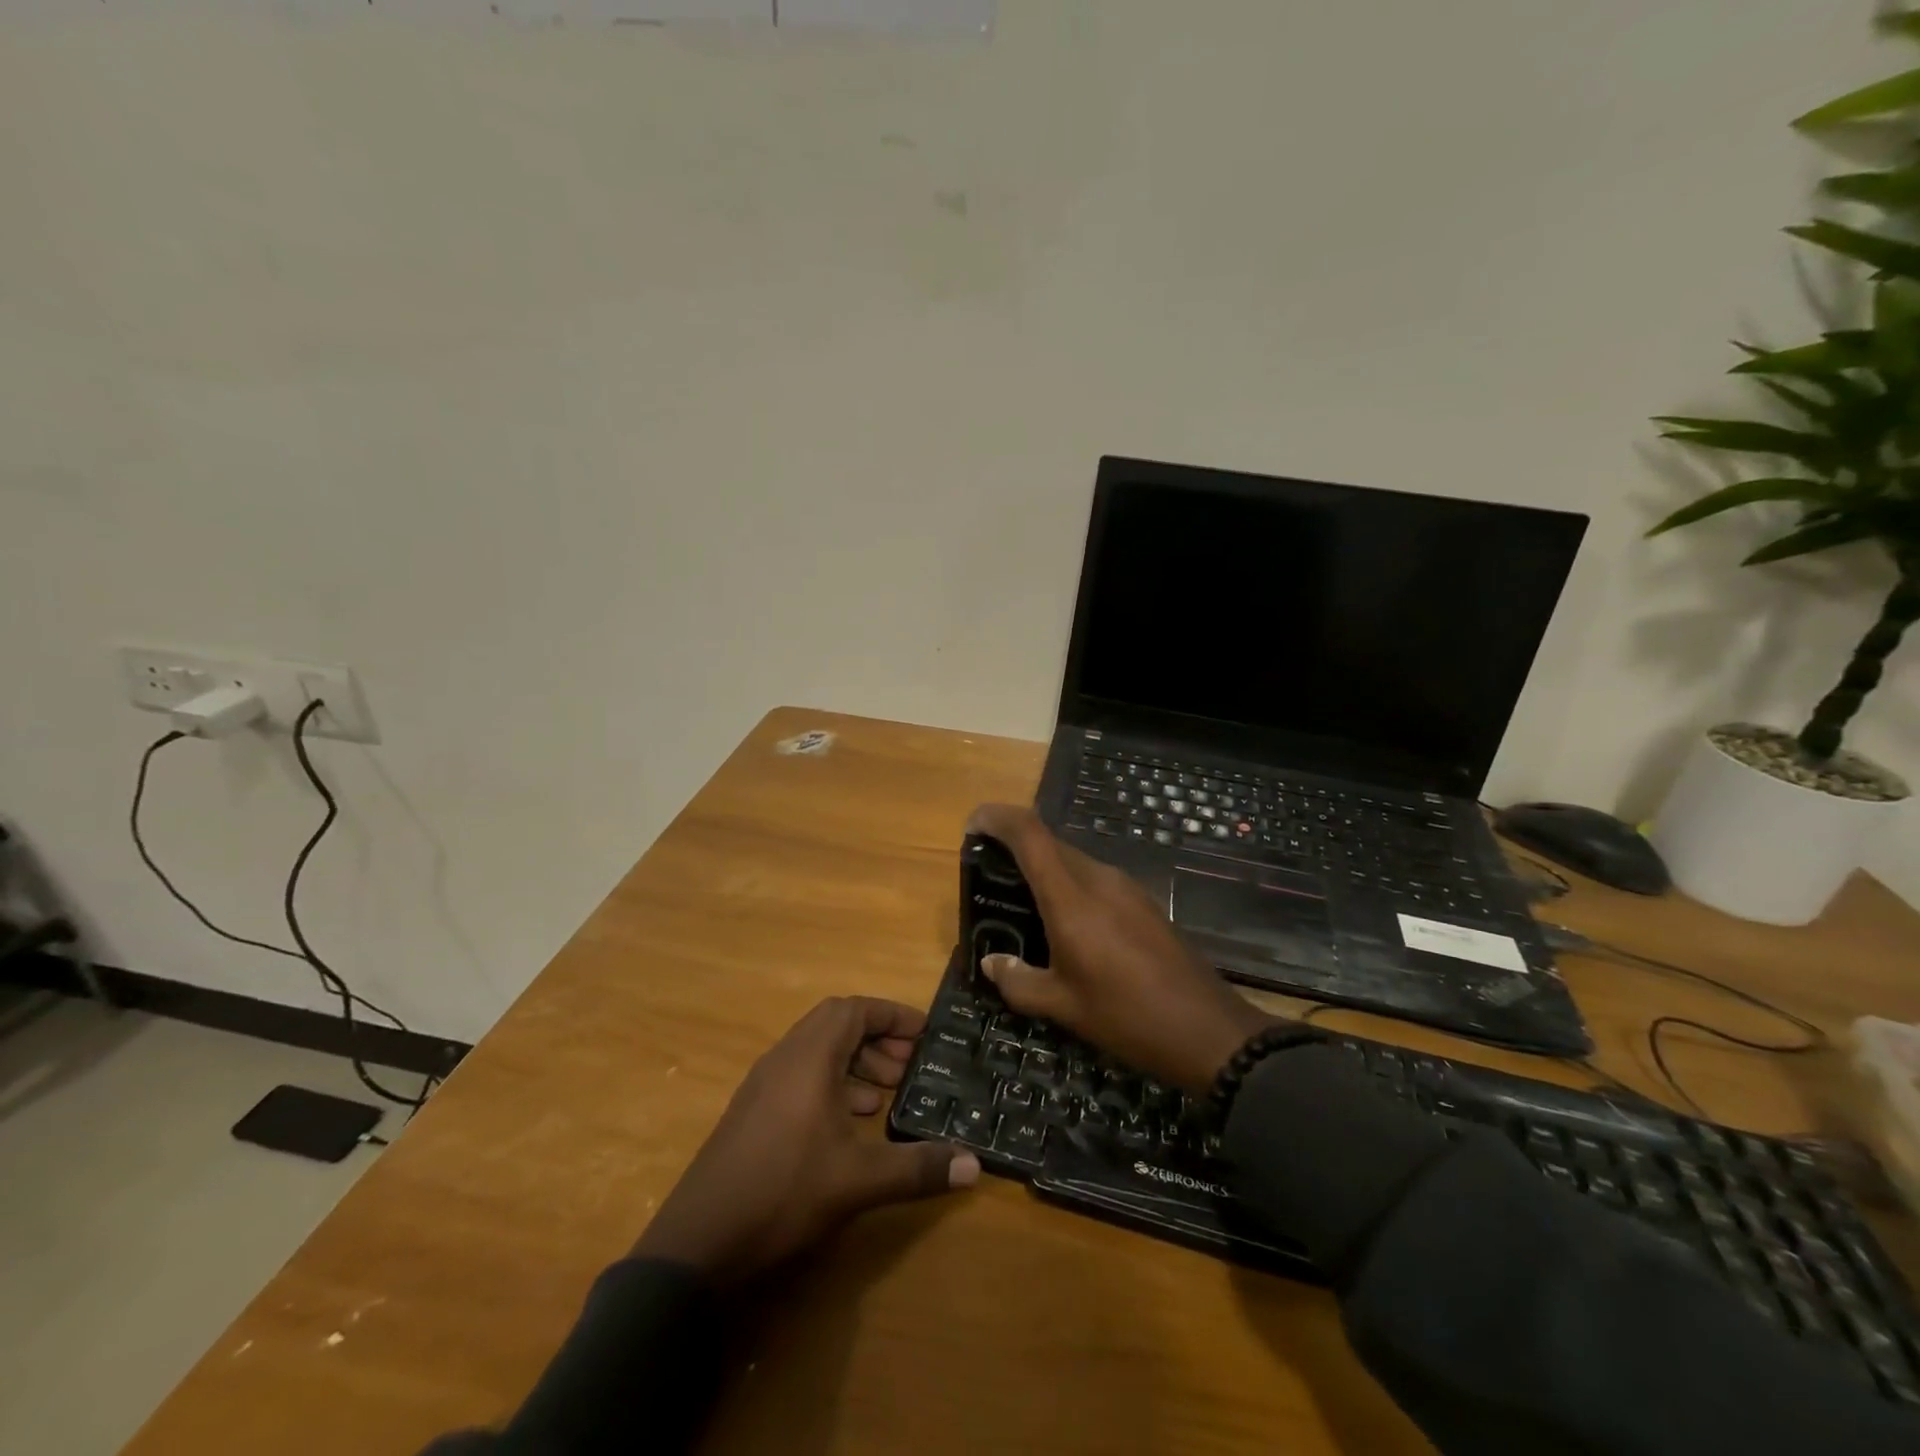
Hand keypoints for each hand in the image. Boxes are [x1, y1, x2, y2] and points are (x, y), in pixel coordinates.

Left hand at [635, 997, 978, 1284]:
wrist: (698, 1242)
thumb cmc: (782, 1192)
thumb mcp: (858, 1181)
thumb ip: (917, 1168)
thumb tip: (974, 1165)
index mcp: (808, 1058)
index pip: (855, 1010)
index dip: (892, 1015)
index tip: (925, 1032)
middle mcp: (784, 1058)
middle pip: (836, 1024)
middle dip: (877, 1037)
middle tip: (909, 1065)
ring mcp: (764, 1085)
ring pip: (817, 1051)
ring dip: (855, 1061)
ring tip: (886, 1095)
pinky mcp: (754, 1112)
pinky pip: (802, 1076)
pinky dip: (833, 1084)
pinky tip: (850, 1123)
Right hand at [966, 804, 1274, 1094]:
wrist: (1208, 1031)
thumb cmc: (1127, 1017)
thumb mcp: (1062, 1007)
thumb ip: (1018, 980)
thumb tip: (991, 963)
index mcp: (1071, 897)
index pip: (1029, 833)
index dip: (998, 818)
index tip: (973, 825)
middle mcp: (1098, 879)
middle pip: (1049, 843)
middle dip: (1015, 848)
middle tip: (990, 877)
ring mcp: (1126, 887)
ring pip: (1072, 860)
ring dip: (1044, 869)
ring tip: (1023, 905)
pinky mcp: (1143, 901)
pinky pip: (1094, 879)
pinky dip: (1069, 886)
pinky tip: (1066, 924)